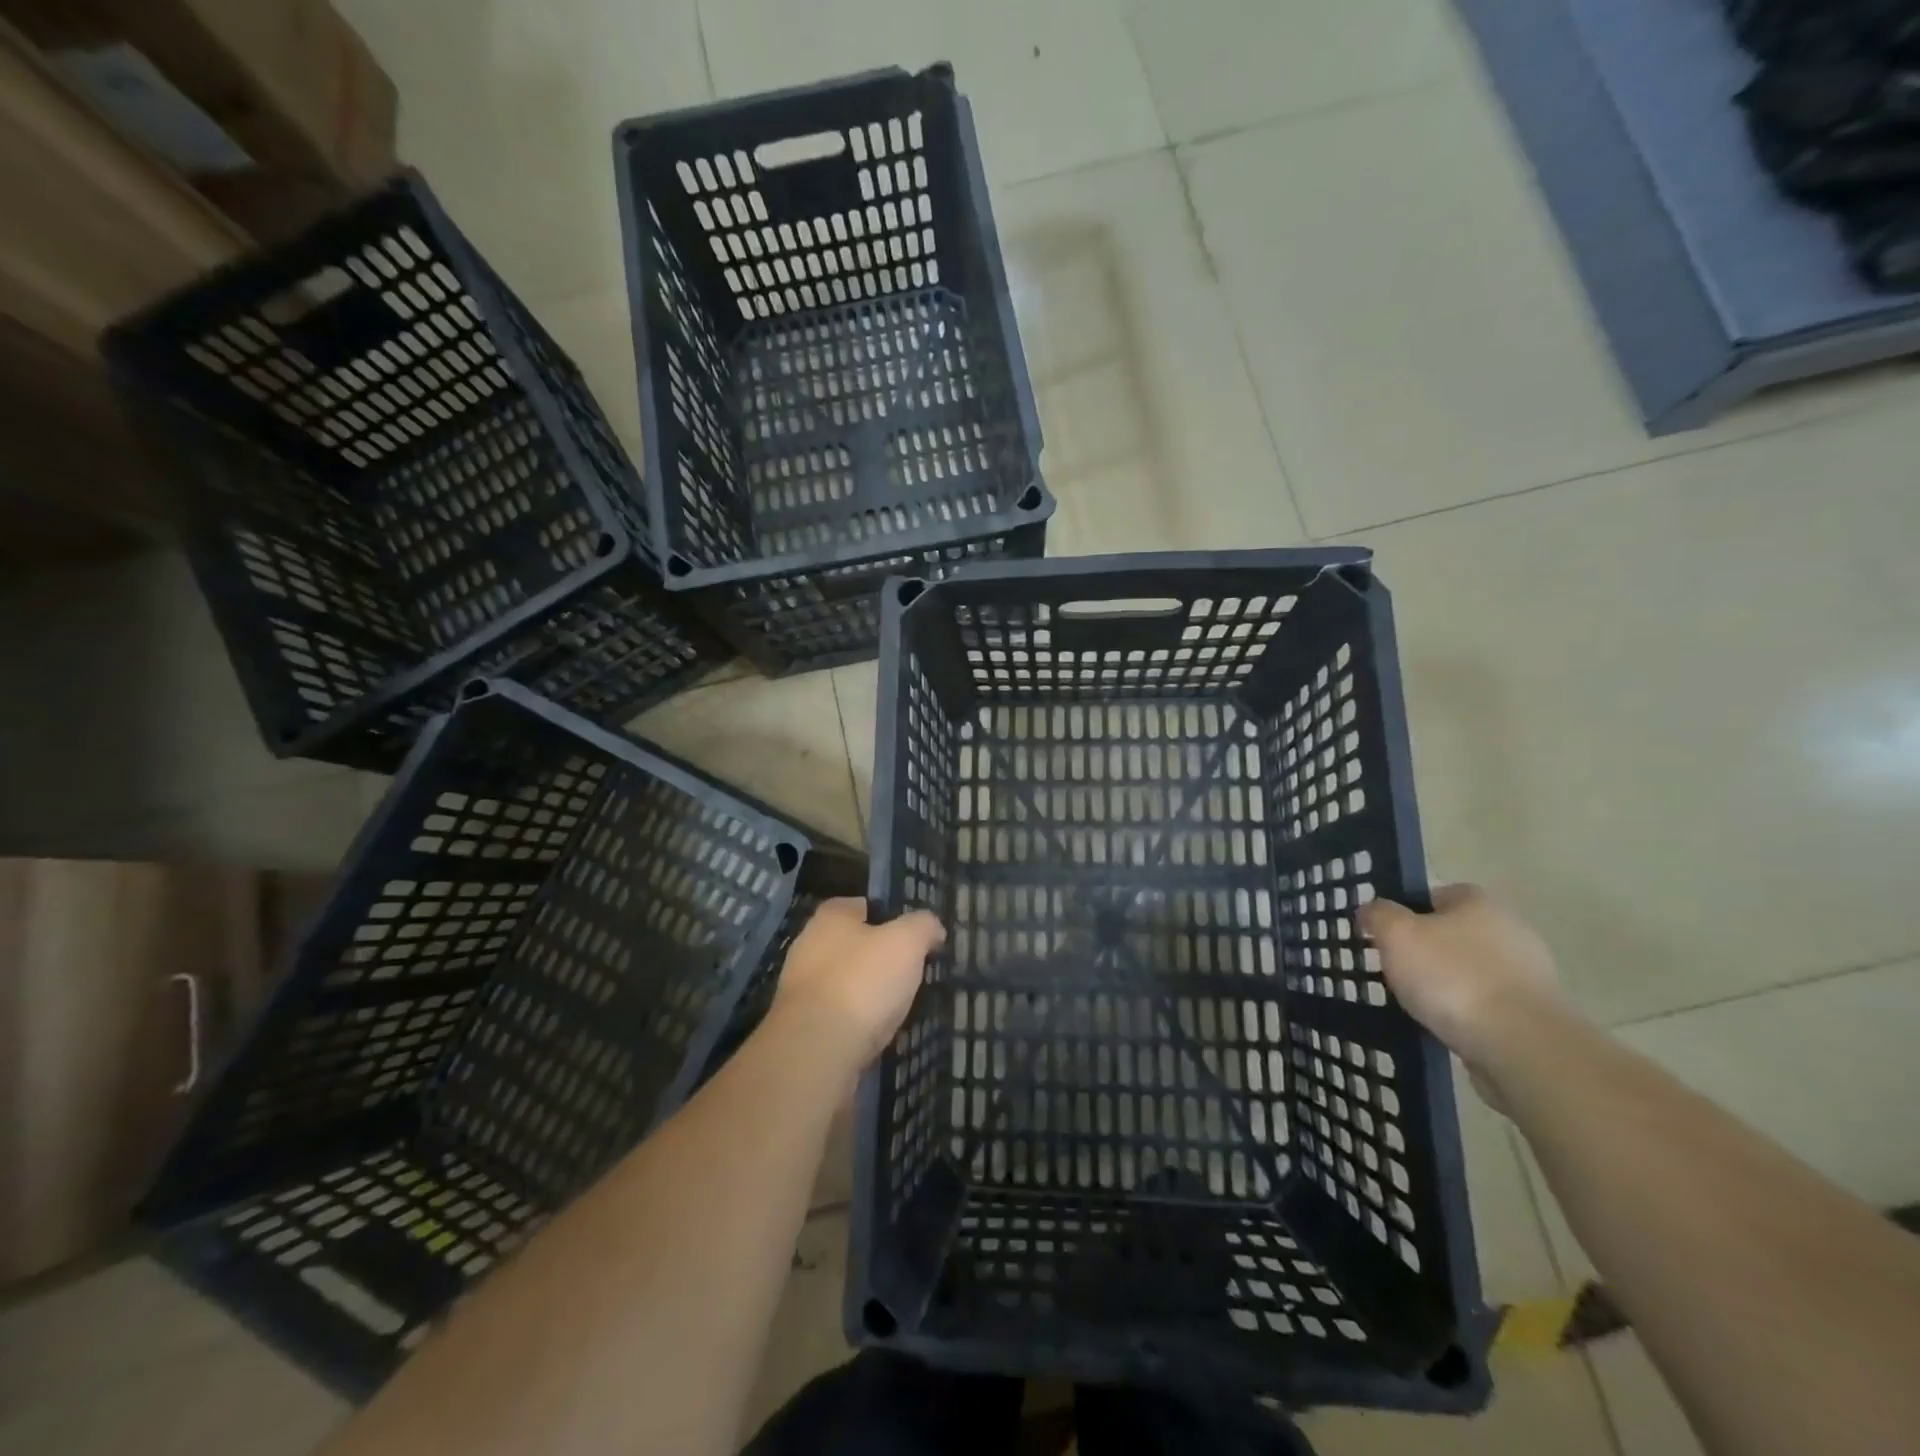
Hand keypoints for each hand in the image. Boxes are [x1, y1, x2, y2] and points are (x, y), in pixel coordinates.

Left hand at [771, 898, 944, 1068]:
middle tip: (909, 971)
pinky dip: (857, 1022)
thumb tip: (933, 927)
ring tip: (899, 1006)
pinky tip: (878, 1033)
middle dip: (877, 957)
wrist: (817, 1049)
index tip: (911, 934)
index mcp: (830, 918)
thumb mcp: (907, 942)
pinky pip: (838, 1016)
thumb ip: (923, 926)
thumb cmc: (863, 981)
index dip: (887, 915)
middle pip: (851, 945)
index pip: (860, 905)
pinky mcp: (802, 1026)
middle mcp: (808, 946)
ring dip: (867, 992)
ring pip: (844, 982)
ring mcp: (801, 989)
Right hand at [1359, 885, 1568, 1092]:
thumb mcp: (1396, 935)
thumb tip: (1372, 910)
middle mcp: (1509, 930)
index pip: (1432, 895)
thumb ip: (1378, 915)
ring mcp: (1528, 974)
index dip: (1404, 912)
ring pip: (1468, 971)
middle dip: (1424, 951)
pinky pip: (1486, 1004)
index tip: (1384, 937)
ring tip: (1417, 1005)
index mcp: (1478, 902)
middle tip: (1395, 970)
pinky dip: (1465, 1013)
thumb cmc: (1453, 977)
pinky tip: (1446, 1027)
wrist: (1522, 1047)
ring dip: (1445, 985)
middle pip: (1451, 934)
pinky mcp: (1535, 1013)